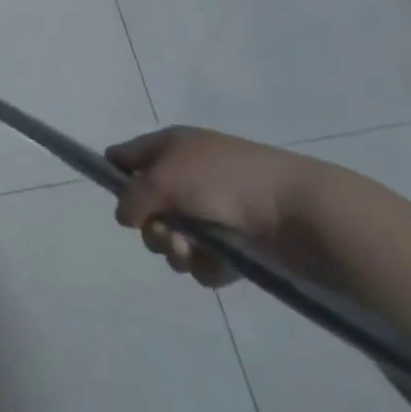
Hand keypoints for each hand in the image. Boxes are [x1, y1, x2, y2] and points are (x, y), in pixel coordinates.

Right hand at [105, 127, 328, 288]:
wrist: (295, 210)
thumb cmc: (222, 180)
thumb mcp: (163, 178)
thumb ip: (133, 197)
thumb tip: (124, 216)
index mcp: (170, 146)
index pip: (126, 157)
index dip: (115, 177)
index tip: (120, 203)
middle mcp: (186, 175)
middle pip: (146, 207)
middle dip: (152, 227)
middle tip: (169, 233)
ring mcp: (211, 209)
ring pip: (173, 238)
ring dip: (177, 250)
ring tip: (195, 252)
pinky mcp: (233, 243)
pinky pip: (202, 260)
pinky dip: (206, 265)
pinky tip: (220, 263)